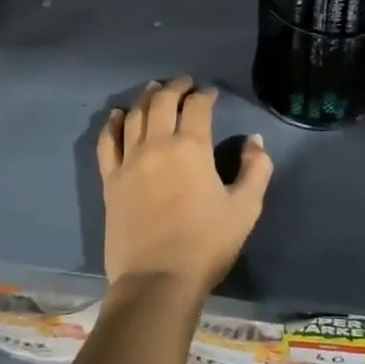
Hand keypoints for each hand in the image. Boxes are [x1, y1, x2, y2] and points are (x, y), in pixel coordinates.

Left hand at [96, 77, 273, 298]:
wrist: (157, 280)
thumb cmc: (206, 245)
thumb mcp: (246, 208)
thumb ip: (256, 169)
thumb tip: (254, 140)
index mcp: (191, 147)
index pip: (197, 107)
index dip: (205, 95)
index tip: (211, 94)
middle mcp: (157, 144)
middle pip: (162, 102)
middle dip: (175, 87)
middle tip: (184, 84)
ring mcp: (129, 161)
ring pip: (134, 115)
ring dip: (145, 97)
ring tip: (153, 89)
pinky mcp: (110, 180)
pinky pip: (108, 141)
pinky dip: (113, 123)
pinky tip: (117, 115)